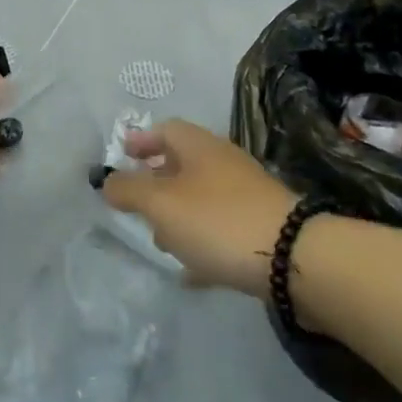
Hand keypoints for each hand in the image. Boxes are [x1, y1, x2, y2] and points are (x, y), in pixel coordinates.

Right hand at [101, 120, 299, 296]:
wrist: (294, 258)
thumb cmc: (217, 220)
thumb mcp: (160, 204)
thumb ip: (128, 190)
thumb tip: (107, 181)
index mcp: (199, 146)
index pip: (165, 129)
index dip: (141, 140)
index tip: (122, 155)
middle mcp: (223, 163)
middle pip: (184, 163)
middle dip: (157, 181)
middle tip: (136, 203)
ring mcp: (246, 195)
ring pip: (202, 198)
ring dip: (178, 214)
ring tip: (161, 241)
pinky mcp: (262, 228)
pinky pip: (222, 230)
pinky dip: (202, 243)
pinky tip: (191, 272)